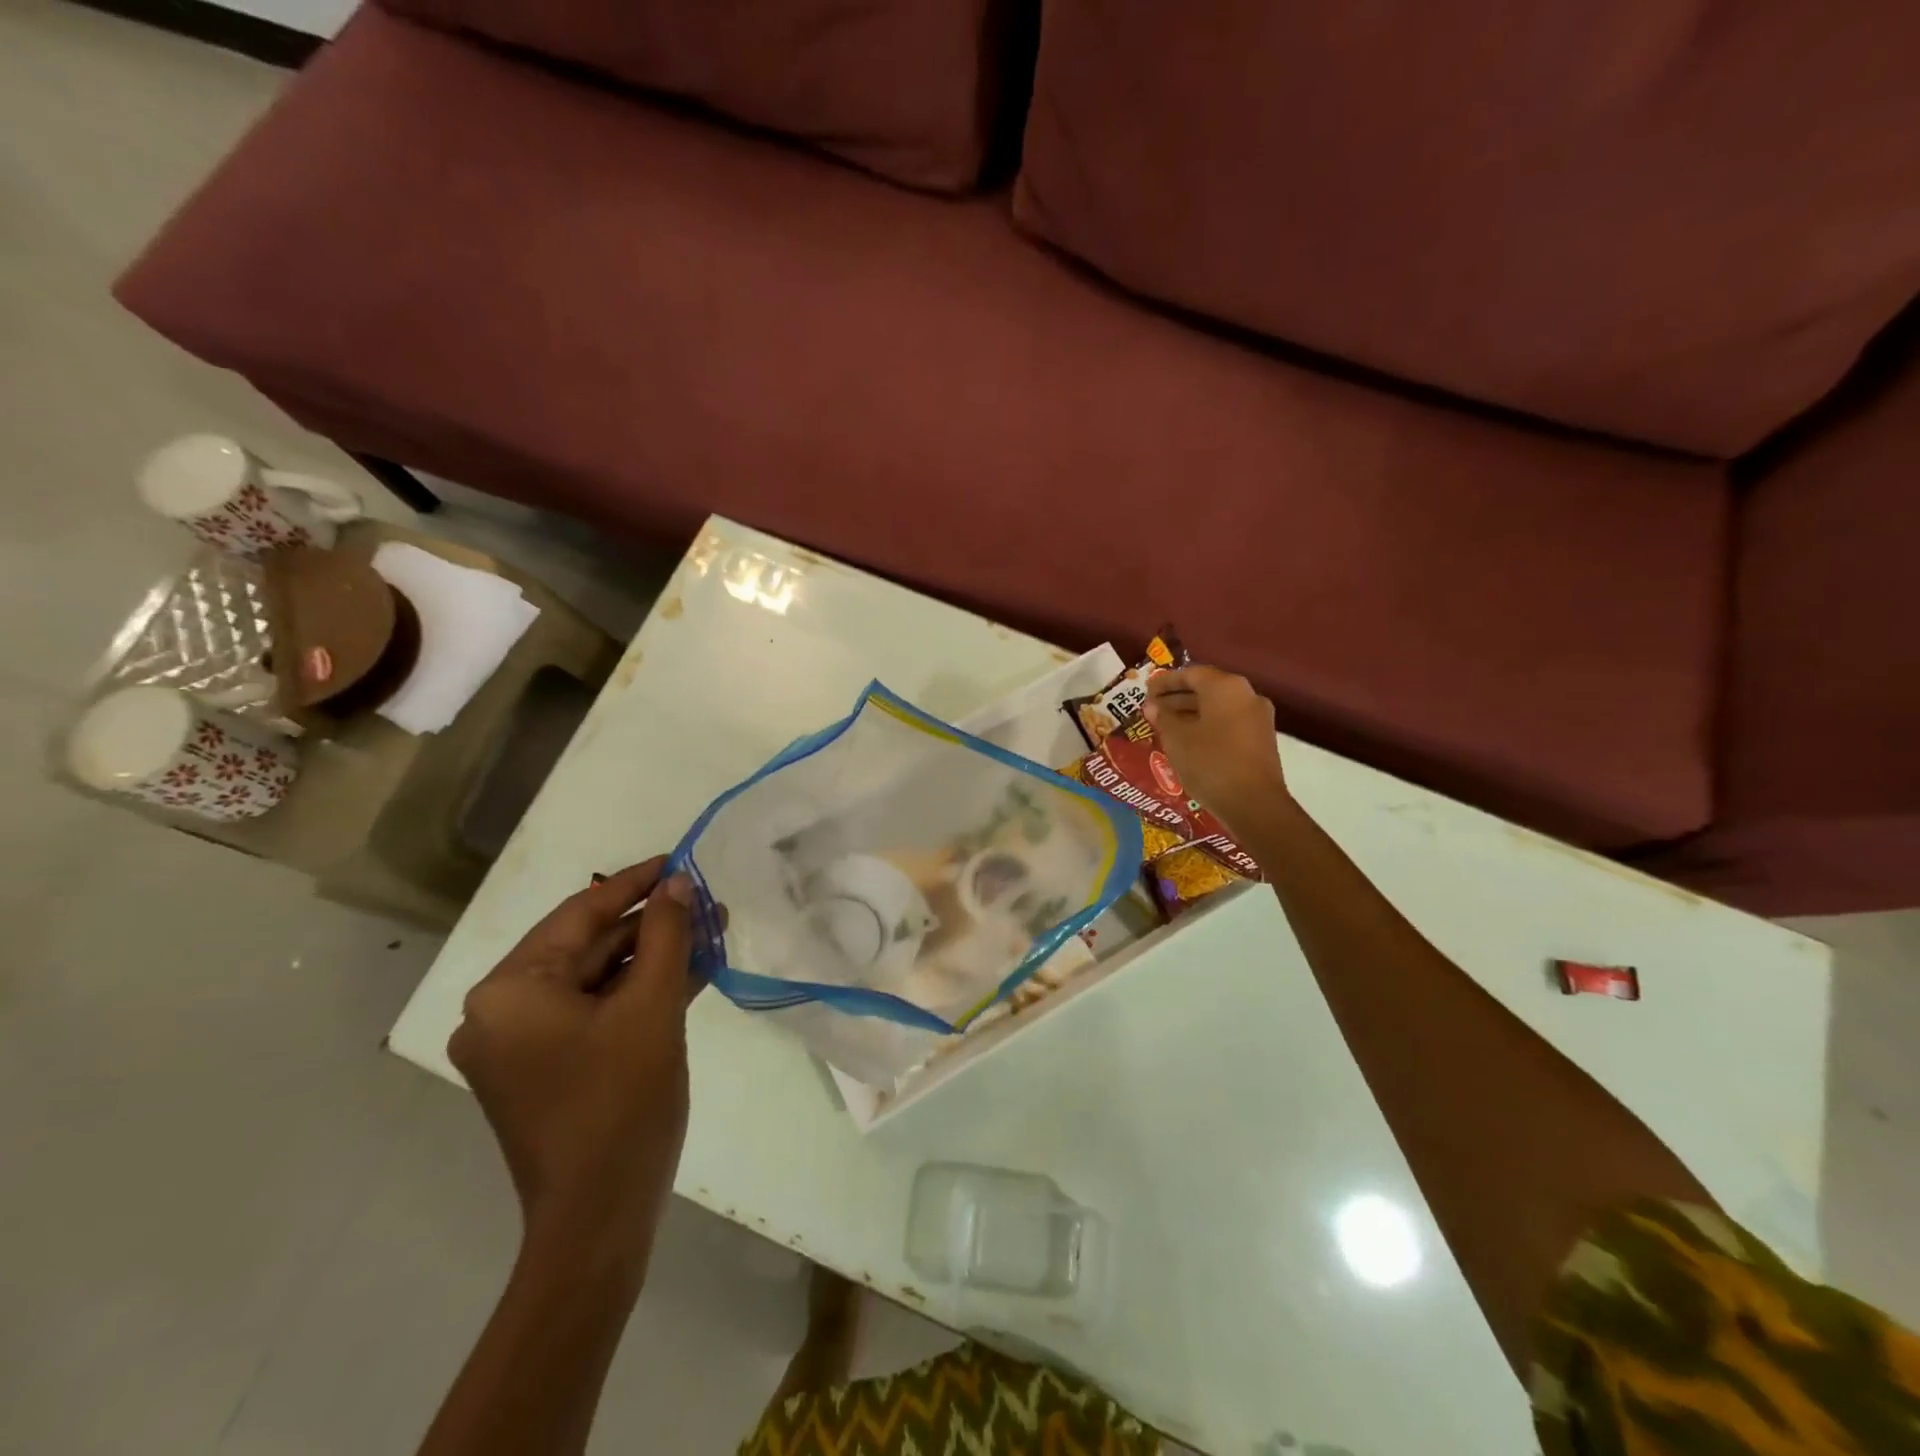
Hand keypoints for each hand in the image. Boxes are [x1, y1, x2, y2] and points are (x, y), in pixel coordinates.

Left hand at [448, 857, 696, 1274]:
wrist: (600, 1219)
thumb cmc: (622, 1103)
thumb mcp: (653, 1007)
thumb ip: (667, 935)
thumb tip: (680, 883)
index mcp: (509, 990)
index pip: (580, 913)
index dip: (636, 882)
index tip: (680, 858)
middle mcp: (500, 1011)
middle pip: (588, 946)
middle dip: (652, 924)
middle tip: (707, 901)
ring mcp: (520, 1043)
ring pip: (596, 979)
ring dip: (652, 957)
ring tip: (709, 931)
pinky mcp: (544, 1067)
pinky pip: (594, 1011)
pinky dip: (638, 992)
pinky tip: (689, 972)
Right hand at [1144, 666, 1291, 831]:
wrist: (1253, 803)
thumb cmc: (1209, 762)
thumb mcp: (1177, 738)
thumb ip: (1163, 717)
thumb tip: (1153, 706)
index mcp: (1225, 687)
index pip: (1191, 674)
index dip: (1165, 682)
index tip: (1146, 691)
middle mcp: (1246, 695)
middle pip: (1206, 689)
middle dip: (1177, 698)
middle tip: (1153, 709)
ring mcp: (1258, 718)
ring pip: (1218, 708)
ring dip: (1191, 713)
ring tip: (1166, 727)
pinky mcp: (1261, 739)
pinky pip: (1228, 723)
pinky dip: (1207, 726)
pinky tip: (1188, 742)